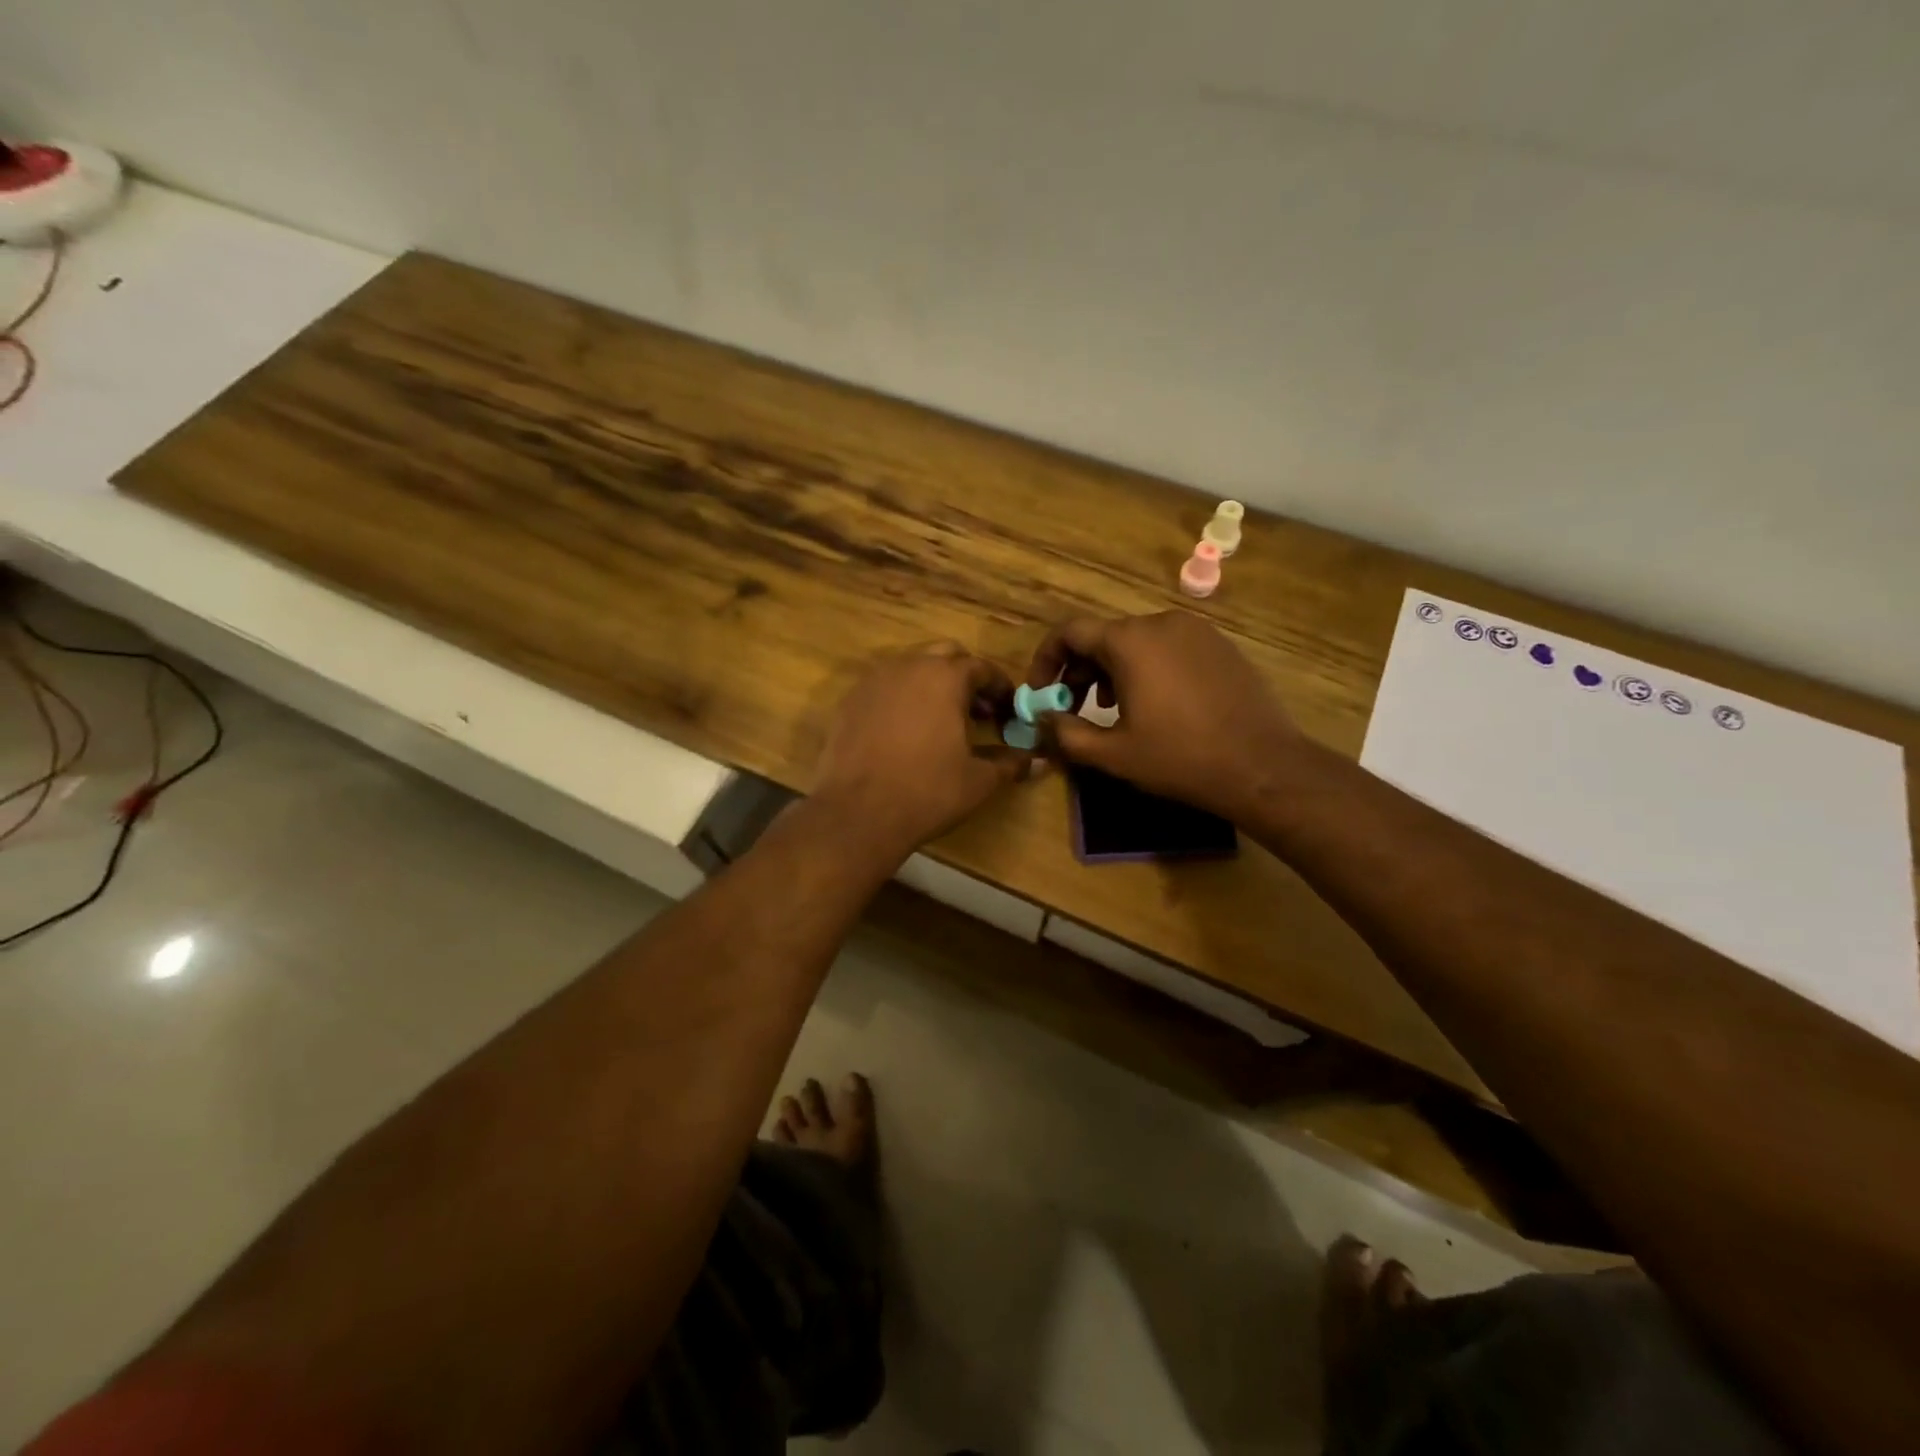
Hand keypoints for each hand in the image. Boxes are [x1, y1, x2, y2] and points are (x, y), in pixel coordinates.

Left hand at [811, 644, 1027, 857]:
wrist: (858, 813)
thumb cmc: (928, 791)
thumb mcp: (978, 780)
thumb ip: (1010, 763)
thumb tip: (1038, 761)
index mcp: (945, 677)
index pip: (981, 668)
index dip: (1000, 688)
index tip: (1009, 710)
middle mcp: (908, 666)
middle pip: (944, 656)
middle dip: (965, 678)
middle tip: (978, 711)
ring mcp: (873, 681)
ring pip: (910, 668)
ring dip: (931, 685)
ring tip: (941, 721)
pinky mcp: (848, 702)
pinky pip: (883, 688)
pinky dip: (901, 699)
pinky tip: (905, 732)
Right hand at [1025, 612, 1303, 819]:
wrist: (1263, 766)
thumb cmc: (1180, 758)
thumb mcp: (1113, 753)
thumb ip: (1066, 733)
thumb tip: (1043, 720)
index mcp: (1130, 641)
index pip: (1069, 632)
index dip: (1046, 661)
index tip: (1041, 694)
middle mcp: (1161, 622)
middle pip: (1103, 636)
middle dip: (1079, 671)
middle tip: (1072, 708)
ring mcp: (1196, 631)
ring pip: (1137, 642)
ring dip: (1112, 671)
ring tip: (1112, 709)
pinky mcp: (1221, 645)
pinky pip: (1169, 648)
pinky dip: (1147, 668)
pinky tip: (1156, 705)